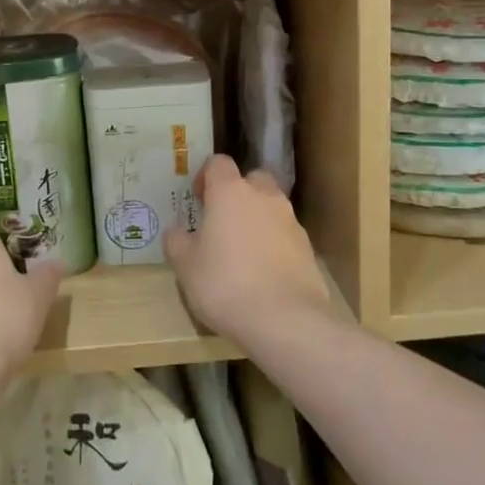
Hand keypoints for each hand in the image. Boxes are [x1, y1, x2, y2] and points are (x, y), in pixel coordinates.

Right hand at [165, 155, 333, 344]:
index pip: (218, 163)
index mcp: (230, 192)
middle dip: (238, 193)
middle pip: (252, 179)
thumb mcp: (185, 266)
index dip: (206, 176)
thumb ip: (177, 242)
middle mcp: (264, 197)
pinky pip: (285, 235)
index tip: (198, 199)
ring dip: (257, 219)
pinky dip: (274, 245)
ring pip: (272, 207)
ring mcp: (291, 222)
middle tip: (222, 221)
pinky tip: (263, 273)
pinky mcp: (308, 249)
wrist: (285, 320)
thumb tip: (177, 231)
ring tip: (242, 252)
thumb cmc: (225, 284)